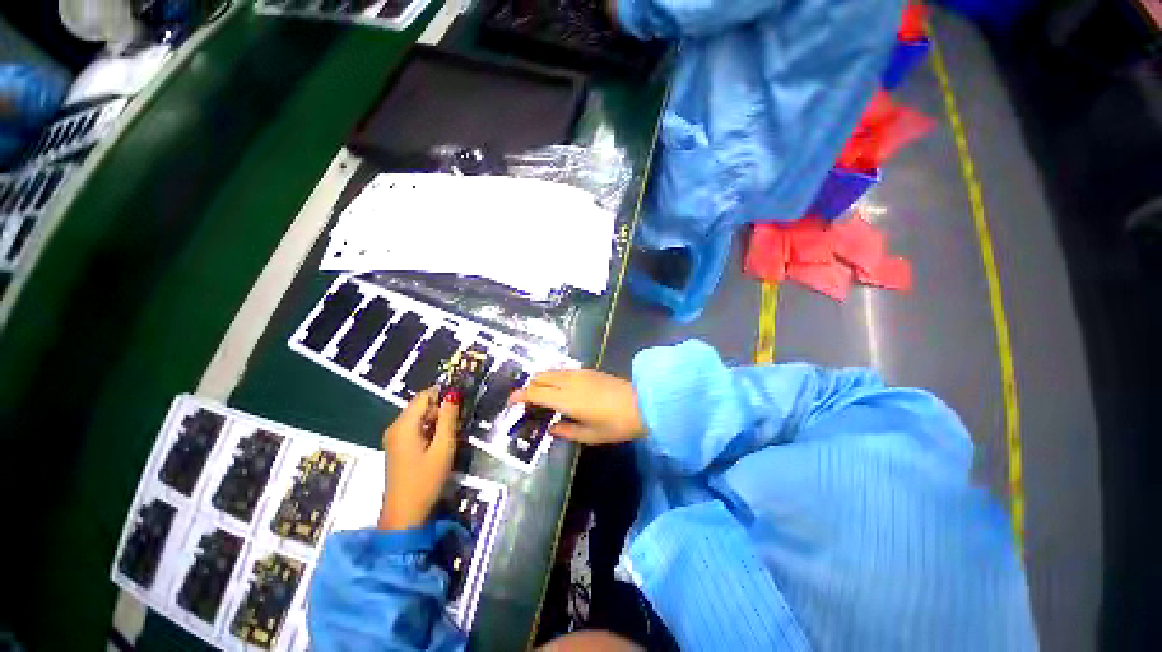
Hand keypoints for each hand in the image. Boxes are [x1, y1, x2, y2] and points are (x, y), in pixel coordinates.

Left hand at [378, 388, 458, 530]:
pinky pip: (415, 429)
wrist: (404, 515)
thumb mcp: (443, 447)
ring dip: (437, 421)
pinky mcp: (397, 448)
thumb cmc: (426, 480)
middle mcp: (395, 427)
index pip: (424, 396)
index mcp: (404, 425)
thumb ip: (449, 418)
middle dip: (441, 410)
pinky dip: (429, 431)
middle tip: (458, 424)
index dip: (443, 395)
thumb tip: (453, 393)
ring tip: (450, 437)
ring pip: (419, 418)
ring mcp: (394, 439)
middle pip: (421, 406)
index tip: (461, 404)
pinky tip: (439, 445)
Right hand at [508, 369, 644, 444]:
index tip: (510, 403)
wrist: (641, 403)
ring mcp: (579, 373)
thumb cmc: (615, 424)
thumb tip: (551, 427)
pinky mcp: (588, 370)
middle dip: (529, 387)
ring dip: (541, 381)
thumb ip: (566, 431)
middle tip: (528, 403)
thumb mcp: (589, 435)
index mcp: (565, 398)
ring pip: (551, 371)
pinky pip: (563, 370)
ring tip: (543, 396)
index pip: (534, 392)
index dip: (519, 396)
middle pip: (539, 377)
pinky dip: (554, 377)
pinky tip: (561, 390)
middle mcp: (568, 381)